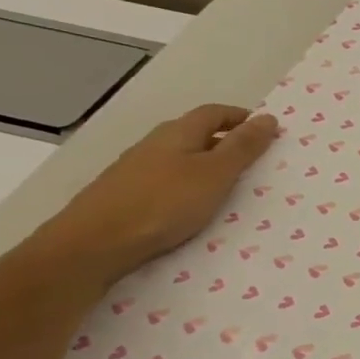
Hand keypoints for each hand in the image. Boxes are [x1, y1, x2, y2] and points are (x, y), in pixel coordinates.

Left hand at [30, 105, 279, 289]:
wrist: (92, 246)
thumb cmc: (163, 203)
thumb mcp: (215, 174)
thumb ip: (243, 147)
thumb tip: (268, 117)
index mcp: (177, 133)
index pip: (214, 113)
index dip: (240, 118)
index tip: (265, 131)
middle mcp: (153, 144)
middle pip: (195, 134)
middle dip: (225, 142)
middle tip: (253, 161)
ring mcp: (134, 171)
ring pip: (179, 159)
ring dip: (205, 167)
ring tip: (227, 188)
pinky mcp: (123, 196)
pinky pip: (165, 183)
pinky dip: (186, 188)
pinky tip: (191, 209)